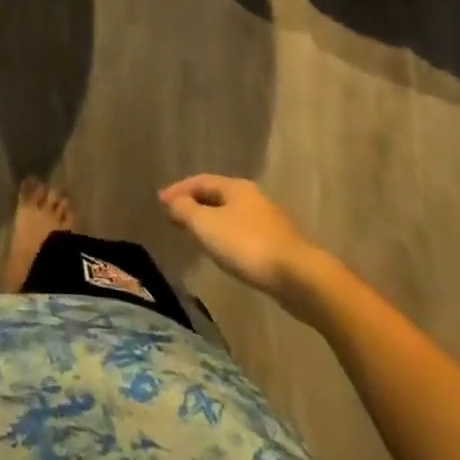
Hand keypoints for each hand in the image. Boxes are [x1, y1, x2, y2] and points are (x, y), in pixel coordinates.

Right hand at [159, 176, 318, 298]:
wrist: (300, 278)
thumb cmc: (247, 245)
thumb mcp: (206, 225)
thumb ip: (185, 210)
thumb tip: (173, 201)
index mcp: (235, 187)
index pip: (200, 181)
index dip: (178, 190)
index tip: (160, 202)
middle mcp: (253, 197)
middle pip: (216, 196)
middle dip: (194, 204)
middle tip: (174, 216)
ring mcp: (269, 221)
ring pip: (230, 215)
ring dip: (210, 221)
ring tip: (194, 234)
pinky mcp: (278, 245)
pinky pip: (243, 233)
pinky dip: (225, 236)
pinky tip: (222, 250)